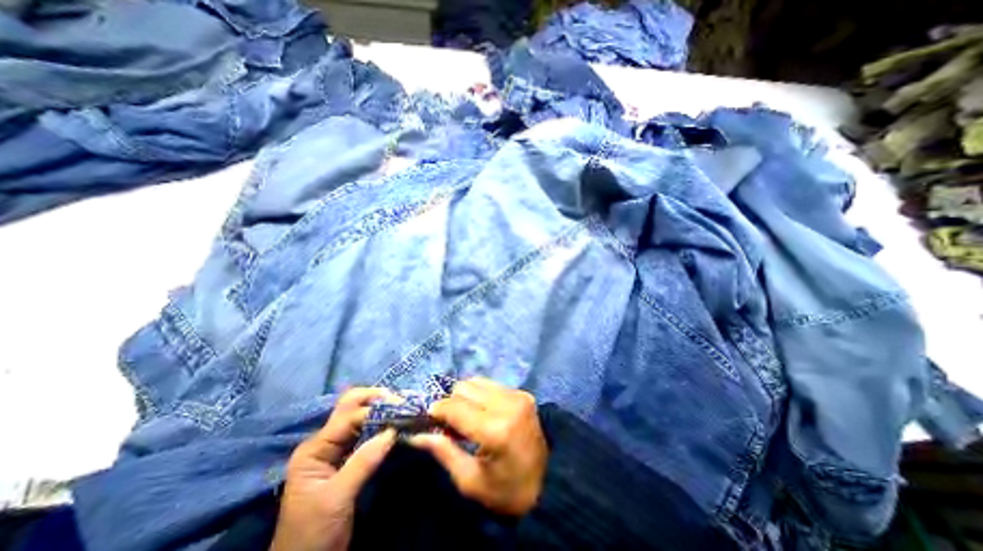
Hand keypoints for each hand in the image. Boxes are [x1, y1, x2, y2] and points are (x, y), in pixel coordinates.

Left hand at [269, 387, 397, 550]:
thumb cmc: (313, 533)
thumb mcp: (337, 498)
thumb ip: (364, 461)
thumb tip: (393, 430)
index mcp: (315, 448)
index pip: (349, 417)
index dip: (376, 409)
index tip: (402, 407)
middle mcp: (325, 442)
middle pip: (350, 407)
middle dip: (376, 399)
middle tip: (402, 399)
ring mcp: (335, 449)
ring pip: (360, 417)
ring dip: (381, 409)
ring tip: (403, 406)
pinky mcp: (347, 457)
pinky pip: (365, 432)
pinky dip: (381, 424)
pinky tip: (395, 422)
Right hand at [404, 376, 544, 514]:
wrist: (549, 482)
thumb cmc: (506, 490)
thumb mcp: (470, 481)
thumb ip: (444, 451)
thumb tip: (417, 434)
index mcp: (496, 430)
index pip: (456, 407)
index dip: (437, 410)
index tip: (428, 417)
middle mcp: (508, 405)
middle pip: (464, 388)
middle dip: (451, 402)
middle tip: (449, 422)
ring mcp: (517, 395)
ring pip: (476, 381)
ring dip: (465, 396)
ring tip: (466, 416)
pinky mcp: (523, 393)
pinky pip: (491, 384)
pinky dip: (480, 394)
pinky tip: (482, 411)